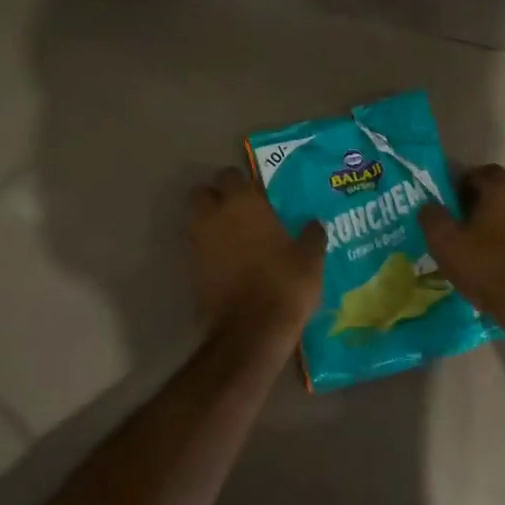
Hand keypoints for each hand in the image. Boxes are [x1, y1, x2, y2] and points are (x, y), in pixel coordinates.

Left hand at [189, 167, 325, 332]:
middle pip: (202, 193)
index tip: (258, 194)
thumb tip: (314, 223)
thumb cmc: (284, 283)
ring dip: (210, 223)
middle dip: (215, 197)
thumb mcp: (310, 258)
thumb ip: (311, 235)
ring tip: (234, 238)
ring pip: (196, 220)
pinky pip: (197, 249)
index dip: (242, 183)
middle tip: (239, 212)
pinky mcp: (190, 270)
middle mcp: (214, 216)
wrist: (251, 330)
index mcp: (243, 203)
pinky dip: (208, 250)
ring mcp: (198, 243)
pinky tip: (229, 263)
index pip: (231, 174)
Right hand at [420, 164, 504, 329]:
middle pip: (500, 188)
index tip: (449, 204)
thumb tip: (428, 205)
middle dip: (481, 199)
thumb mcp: (445, 243)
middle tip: (462, 221)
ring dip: (499, 216)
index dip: (461, 184)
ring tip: (481, 239)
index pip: (480, 172)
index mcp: (502, 188)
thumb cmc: (486, 267)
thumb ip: (432, 217)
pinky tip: (501, 253)